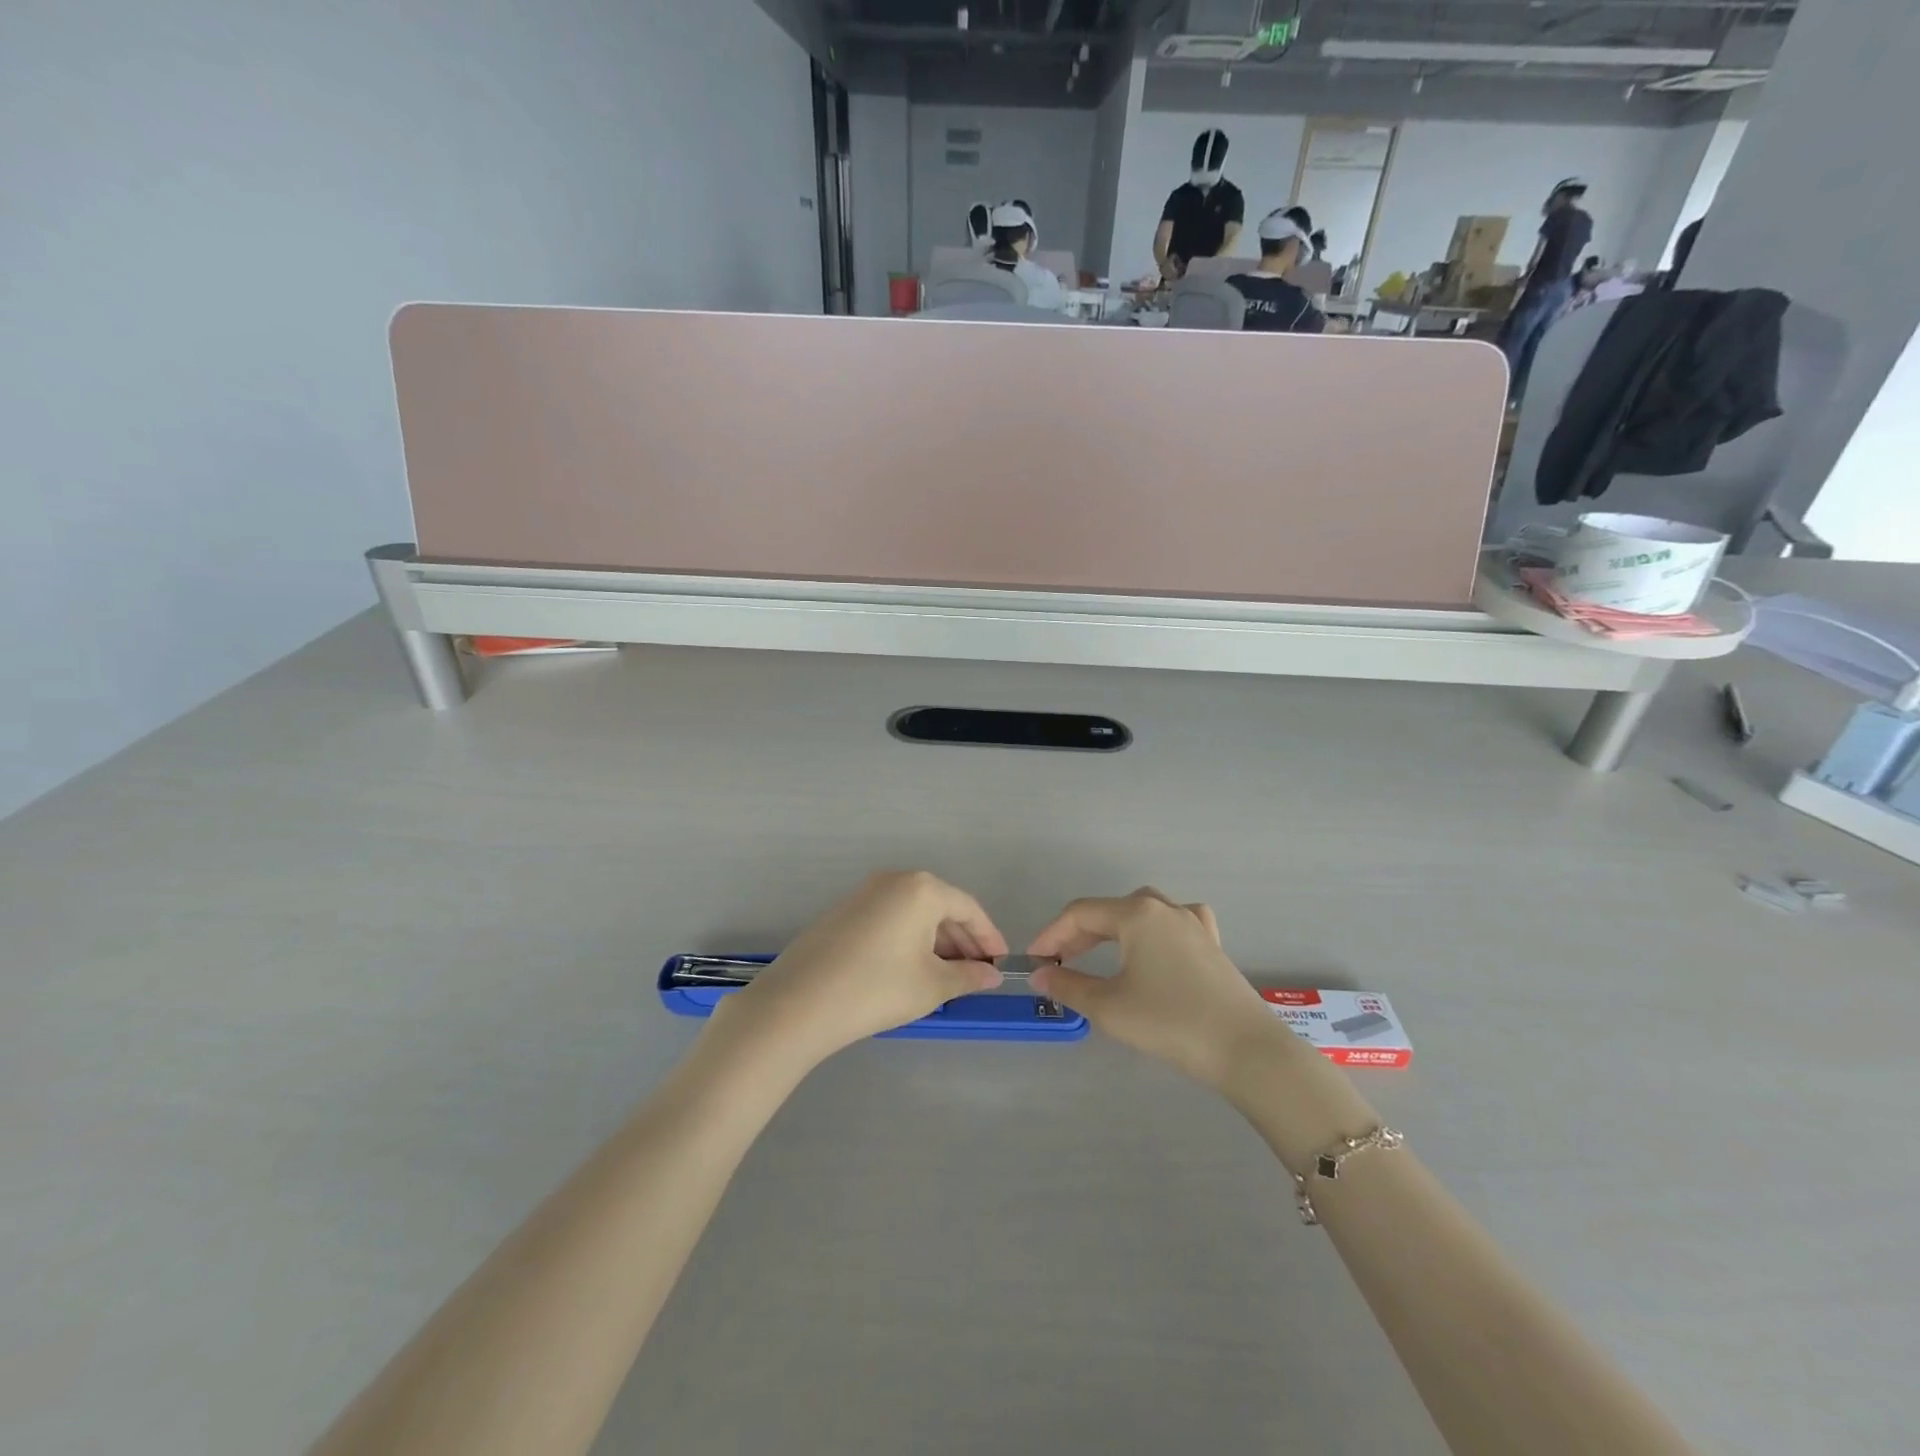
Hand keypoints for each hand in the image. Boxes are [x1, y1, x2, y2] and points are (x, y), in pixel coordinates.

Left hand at [712, 872, 1005, 1066]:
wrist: (799, 1002)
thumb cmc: (877, 988)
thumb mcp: (932, 986)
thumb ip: (968, 976)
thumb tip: (991, 975)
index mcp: (922, 889)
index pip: (968, 908)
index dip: (989, 937)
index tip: (1001, 964)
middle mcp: (894, 881)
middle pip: (941, 907)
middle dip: (962, 941)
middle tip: (976, 974)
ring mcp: (865, 894)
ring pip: (914, 914)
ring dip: (936, 942)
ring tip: (947, 977)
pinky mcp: (845, 912)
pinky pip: (891, 919)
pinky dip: (909, 941)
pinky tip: (911, 971)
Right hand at [1028, 889, 1278, 1088]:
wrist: (1246, 1050)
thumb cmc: (1170, 1022)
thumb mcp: (1109, 1007)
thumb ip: (1068, 985)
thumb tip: (1040, 974)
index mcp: (1136, 913)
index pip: (1080, 914)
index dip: (1051, 934)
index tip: (1033, 960)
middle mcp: (1164, 907)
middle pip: (1109, 911)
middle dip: (1078, 935)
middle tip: (1058, 964)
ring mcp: (1193, 922)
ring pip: (1141, 913)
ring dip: (1112, 931)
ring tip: (1097, 955)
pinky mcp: (1212, 944)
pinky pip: (1174, 922)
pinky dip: (1153, 930)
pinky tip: (1155, 944)